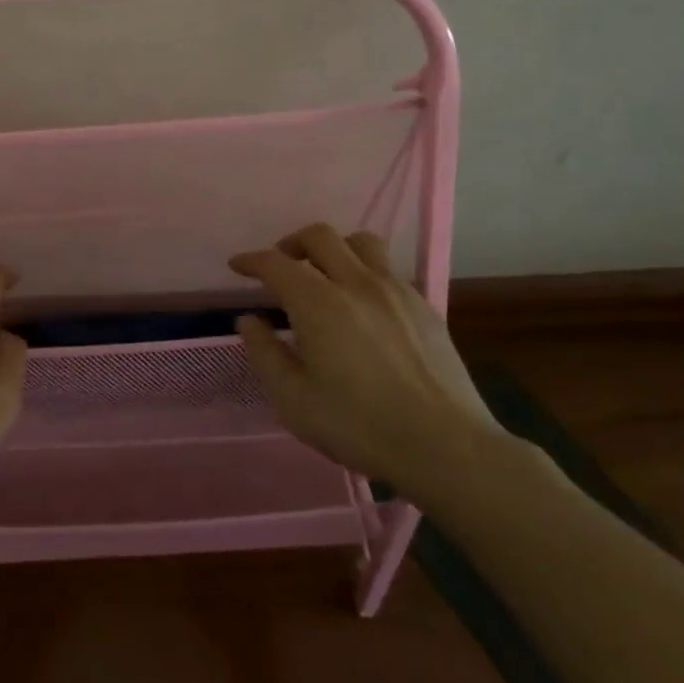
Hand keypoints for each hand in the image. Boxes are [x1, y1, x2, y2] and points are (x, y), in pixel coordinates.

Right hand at [229, 223, 504, 503]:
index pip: (276, 263)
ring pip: (361, 242)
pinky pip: (389, 269)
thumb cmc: (359, 426)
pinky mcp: (424, 306)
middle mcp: (356, 283)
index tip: (238, 266)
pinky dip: (366, 272)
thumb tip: (249, 320)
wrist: (446, 446)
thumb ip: (265, 354)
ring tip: (326, 273)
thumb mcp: (294, 401)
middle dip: (292, 243)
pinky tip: (364, 303)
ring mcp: (395, 290)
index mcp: (318, 304)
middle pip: (319, 236)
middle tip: (281, 265)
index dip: (251, 260)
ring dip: (335, 248)